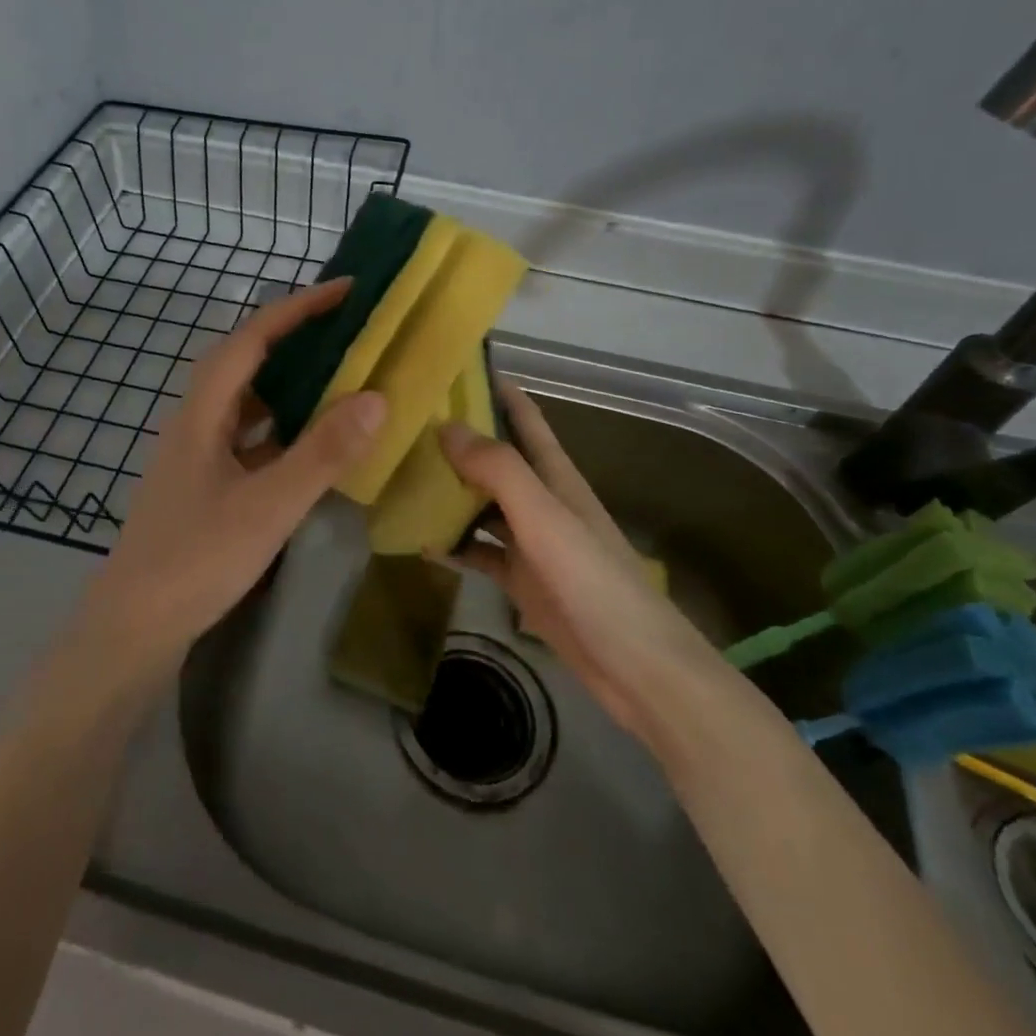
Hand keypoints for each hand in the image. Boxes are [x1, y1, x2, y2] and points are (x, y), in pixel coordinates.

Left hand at [79, 278, 386, 678]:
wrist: (135, 626)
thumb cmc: (196, 560)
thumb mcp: (268, 506)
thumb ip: (322, 453)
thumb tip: (376, 396)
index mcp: (202, 412)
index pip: (252, 339)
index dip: (297, 308)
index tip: (345, 291)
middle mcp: (196, 421)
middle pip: (247, 362)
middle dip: (296, 338)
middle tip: (350, 330)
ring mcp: (198, 454)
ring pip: (249, 402)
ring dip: (291, 384)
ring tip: (341, 377)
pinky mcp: (205, 483)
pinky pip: (251, 438)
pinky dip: (284, 429)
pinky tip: (314, 444)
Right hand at [437, 381, 723, 744]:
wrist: (635, 666)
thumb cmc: (593, 581)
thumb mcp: (545, 517)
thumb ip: (499, 469)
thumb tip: (446, 426)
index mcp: (555, 476)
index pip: (524, 418)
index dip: (496, 390)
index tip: (452, 369)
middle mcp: (541, 500)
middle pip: (496, 459)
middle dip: (458, 440)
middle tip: (405, 424)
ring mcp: (531, 541)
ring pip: (482, 504)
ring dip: (449, 491)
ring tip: (400, 477)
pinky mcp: (522, 579)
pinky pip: (480, 552)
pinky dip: (454, 544)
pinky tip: (421, 541)